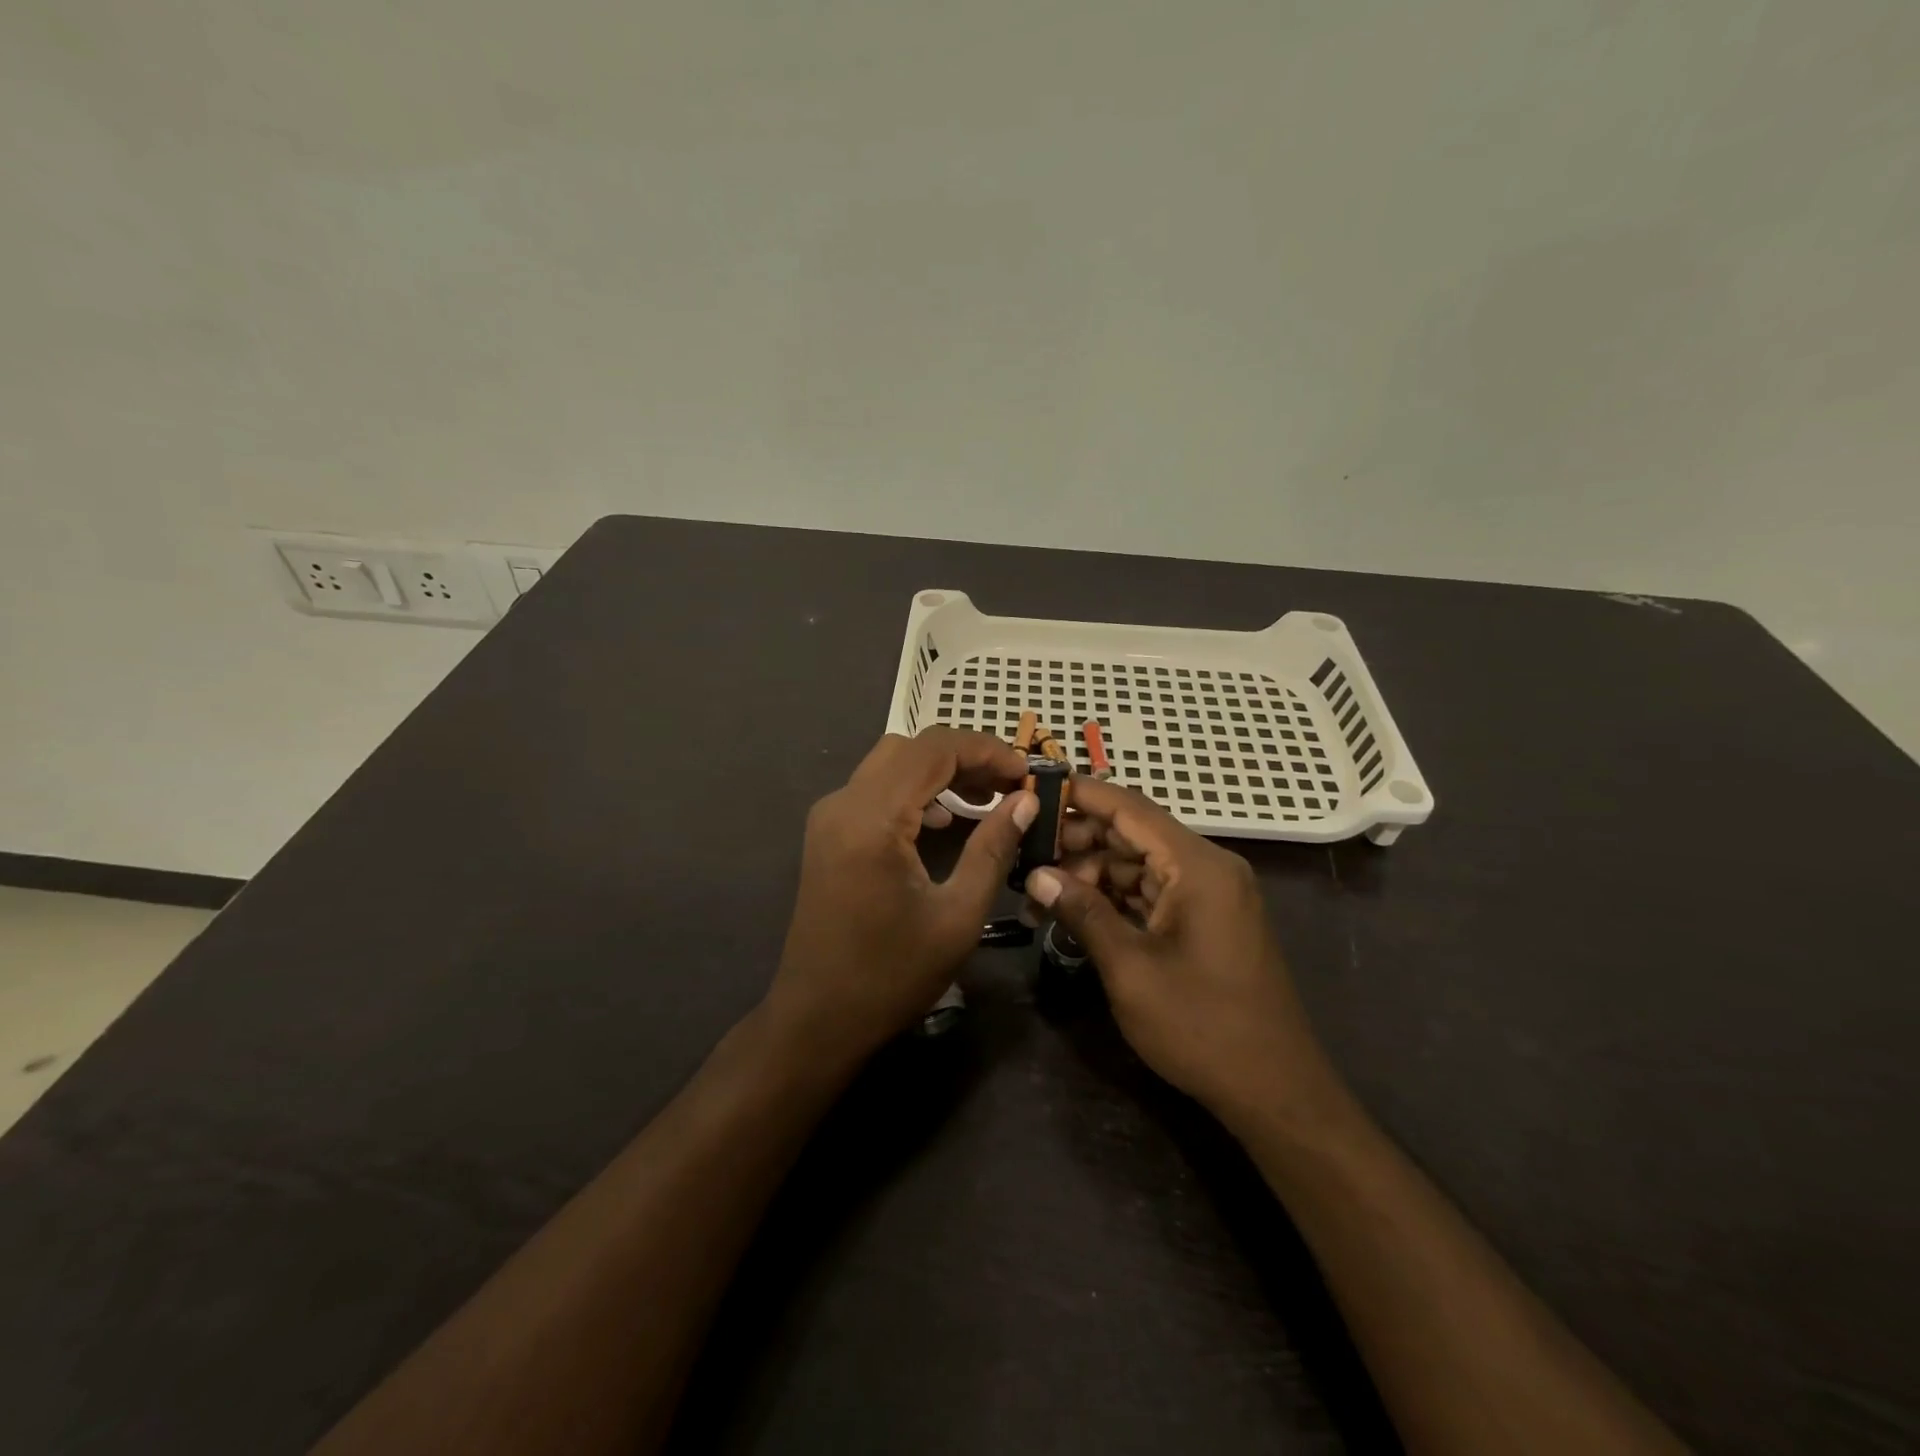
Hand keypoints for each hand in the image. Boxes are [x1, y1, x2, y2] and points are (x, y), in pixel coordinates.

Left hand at [766, 728, 1036, 1063]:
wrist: (817, 1018)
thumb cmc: (891, 975)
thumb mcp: (957, 916)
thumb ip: (993, 849)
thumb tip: (1024, 802)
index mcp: (873, 819)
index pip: (935, 749)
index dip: (987, 750)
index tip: (1027, 773)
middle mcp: (844, 803)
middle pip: (912, 747)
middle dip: (966, 756)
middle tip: (1010, 786)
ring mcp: (830, 816)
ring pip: (892, 762)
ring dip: (940, 770)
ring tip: (986, 799)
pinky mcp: (828, 832)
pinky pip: (876, 788)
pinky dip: (915, 789)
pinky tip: (944, 820)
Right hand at [1025, 777, 1342, 1128]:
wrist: (1275, 1091)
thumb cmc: (1201, 1026)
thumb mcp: (1130, 968)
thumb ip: (1083, 912)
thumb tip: (1037, 875)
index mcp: (1197, 866)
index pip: (1130, 807)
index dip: (1080, 795)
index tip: (1034, 791)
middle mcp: (1208, 868)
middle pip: (1133, 833)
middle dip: (1078, 842)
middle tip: (1025, 857)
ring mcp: (1211, 895)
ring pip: (1139, 864)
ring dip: (1091, 874)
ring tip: (1040, 893)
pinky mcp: (1208, 920)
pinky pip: (1154, 891)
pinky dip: (1115, 897)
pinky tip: (1076, 910)